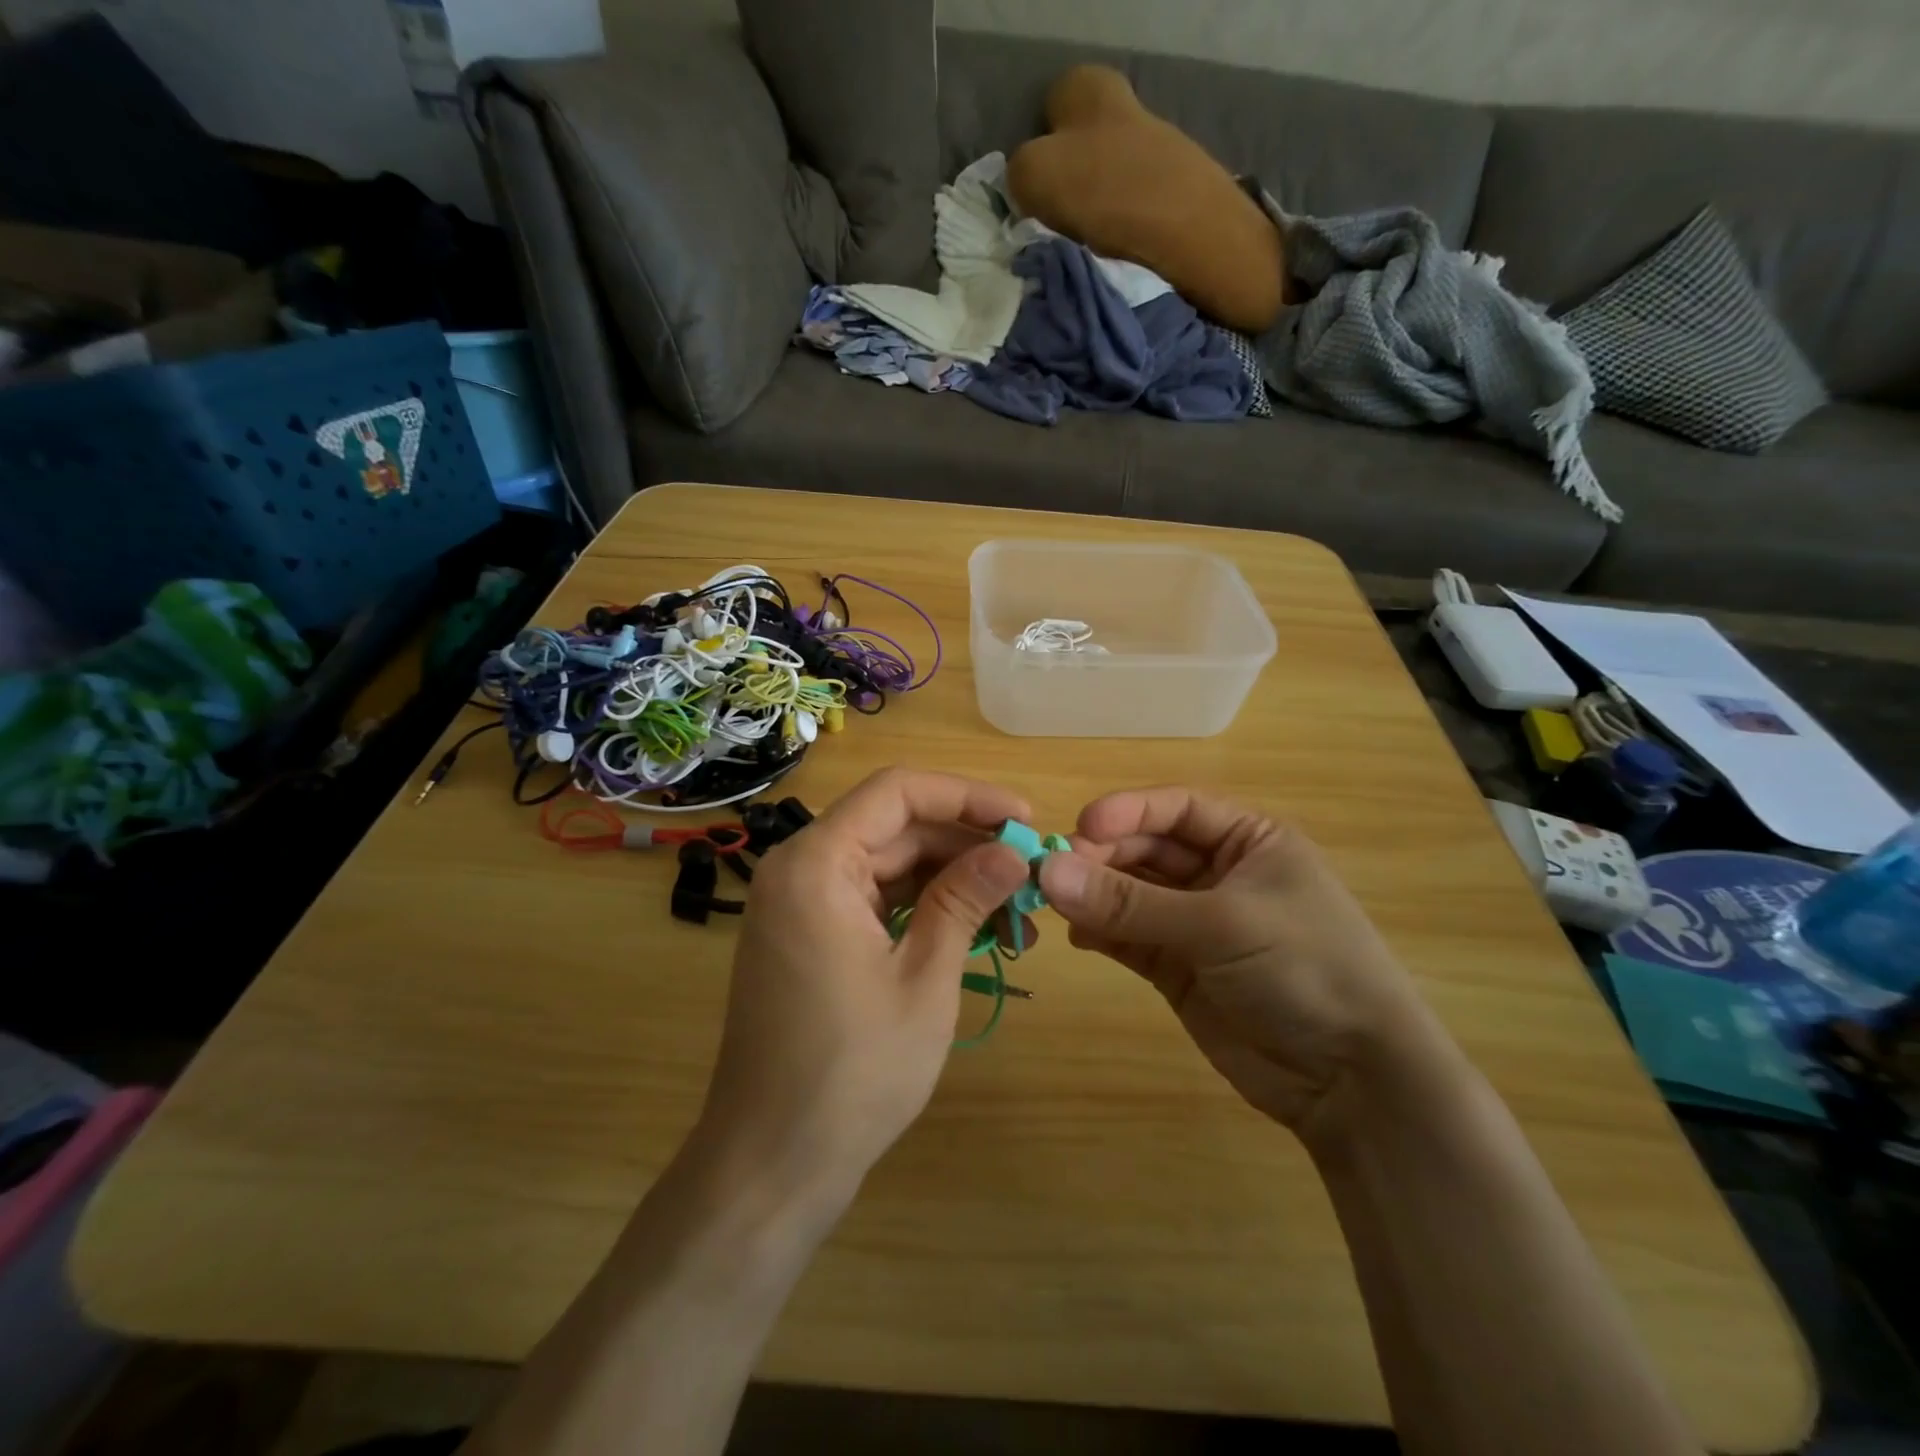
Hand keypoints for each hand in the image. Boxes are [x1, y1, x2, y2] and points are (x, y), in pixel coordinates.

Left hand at [693, 769, 1033, 1218]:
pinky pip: (874, 900)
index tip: (1024, 821)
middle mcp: (800, 870)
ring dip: (951, 882)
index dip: (966, 796)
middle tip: (1031, 876)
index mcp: (816, 864)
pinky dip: (922, 910)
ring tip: (1016, 914)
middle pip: (895, 828)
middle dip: (966, 847)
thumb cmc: (852, 1073)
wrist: (771, 1166)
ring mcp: (801, 905)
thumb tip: (1014, 852)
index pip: (897, 792)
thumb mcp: (924, 980)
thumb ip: (965, 900)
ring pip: (889, 865)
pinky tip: (974, 932)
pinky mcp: (809, 937)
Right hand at [1039, 787, 1440, 1138]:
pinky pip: (1129, 937)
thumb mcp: (1220, 924)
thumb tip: (1046, 872)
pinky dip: (1101, 933)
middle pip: (1146, 849)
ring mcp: (1196, 922)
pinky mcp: (1177, 967)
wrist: (1352, 1081)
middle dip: (1103, 857)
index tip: (1080, 827)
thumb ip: (1130, 902)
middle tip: (1054, 873)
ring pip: (1131, 893)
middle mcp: (1219, 873)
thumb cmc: (1303, 969)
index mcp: (1248, 840)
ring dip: (1094, 895)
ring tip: (1053, 903)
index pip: (1177, 808)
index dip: (1127, 812)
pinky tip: (1077, 936)